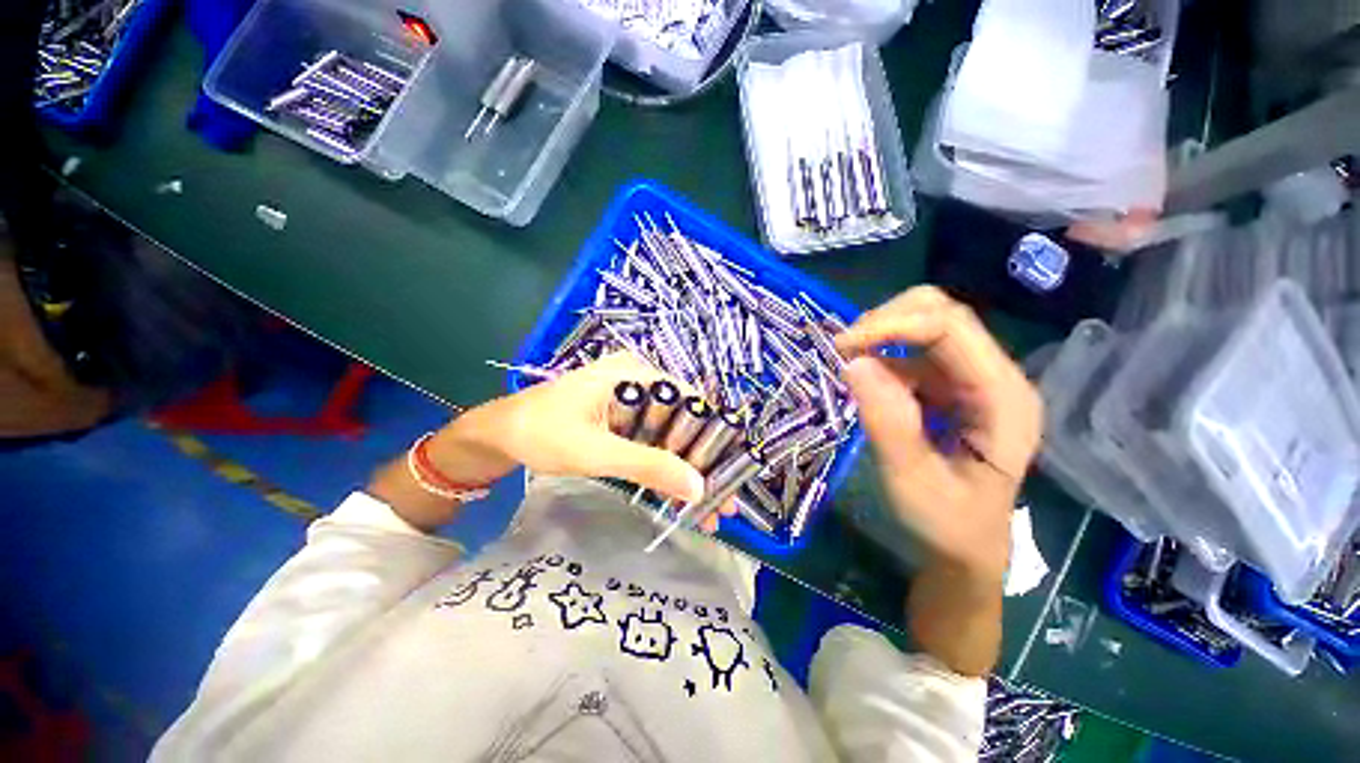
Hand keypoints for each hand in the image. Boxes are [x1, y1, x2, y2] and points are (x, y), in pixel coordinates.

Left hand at [434, 352, 714, 507]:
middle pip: (685, 420)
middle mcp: (640, 380)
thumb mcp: (595, 451)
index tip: (728, 476)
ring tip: (707, 510)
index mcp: (635, 373)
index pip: (690, 401)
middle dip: (704, 462)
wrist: (498, 436)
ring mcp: (632, 400)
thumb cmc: (541, 433)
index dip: (713, 438)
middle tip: (721, 503)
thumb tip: (699, 489)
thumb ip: (647, 466)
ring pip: (672, 433)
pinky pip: (654, 440)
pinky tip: (678, 495)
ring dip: (687, 469)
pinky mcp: (624, 418)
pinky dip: (666, 467)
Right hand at [835, 287, 1042, 582]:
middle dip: (886, 321)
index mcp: (1003, 398)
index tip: (842, 347)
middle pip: (943, 314)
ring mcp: (972, 380)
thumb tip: (853, 363)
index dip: (893, 325)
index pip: (952, 328)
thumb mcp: (911, 481)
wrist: (963, 549)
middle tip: (843, 349)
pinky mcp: (949, 387)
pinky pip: (912, 353)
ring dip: (881, 335)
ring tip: (847, 363)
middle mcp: (994, 377)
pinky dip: (881, 355)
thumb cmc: (946, 524)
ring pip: (926, 326)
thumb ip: (888, 423)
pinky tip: (864, 380)